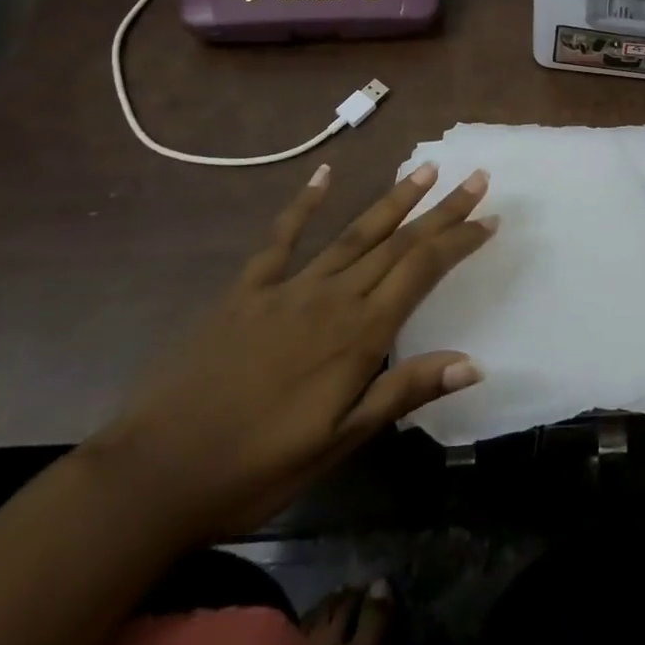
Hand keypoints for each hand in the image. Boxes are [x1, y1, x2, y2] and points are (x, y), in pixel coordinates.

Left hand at [84, 159, 494, 543]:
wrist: (154, 473)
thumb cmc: (256, 468)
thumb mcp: (338, 442)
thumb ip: (403, 392)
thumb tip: (473, 363)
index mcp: (358, 333)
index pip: (423, 271)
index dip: (459, 241)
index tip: (490, 218)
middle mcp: (333, 297)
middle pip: (398, 243)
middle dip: (441, 210)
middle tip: (475, 177)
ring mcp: (288, 287)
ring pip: (354, 233)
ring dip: (393, 200)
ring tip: (424, 170)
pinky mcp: (247, 290)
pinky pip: (281, 237)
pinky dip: (304, 203)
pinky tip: (325, 174)